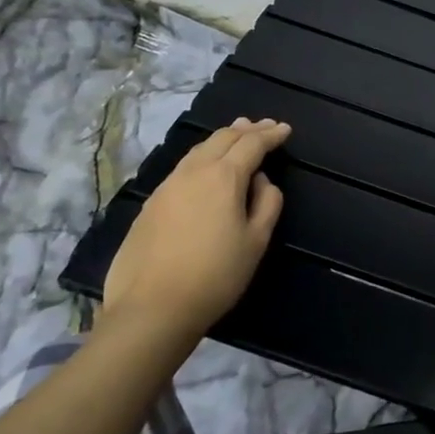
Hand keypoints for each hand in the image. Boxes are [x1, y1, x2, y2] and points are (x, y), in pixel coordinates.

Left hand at [100, 118, 289, 343]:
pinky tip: (205, 167)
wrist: (152, 307)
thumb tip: (261, 180)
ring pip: (198, 150)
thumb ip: (267, 203)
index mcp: (223, 177)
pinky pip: (182, 168)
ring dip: (221, 139)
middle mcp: (193, 172)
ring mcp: (167, 186)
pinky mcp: (150, 204)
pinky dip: (202, 157)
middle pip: (222, 138)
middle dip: (246, 130)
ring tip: (235, 136)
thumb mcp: (256, 241)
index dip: (270, 135)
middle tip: (263, 126)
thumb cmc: (216, 275)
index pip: (252, 144)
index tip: (285, 130)